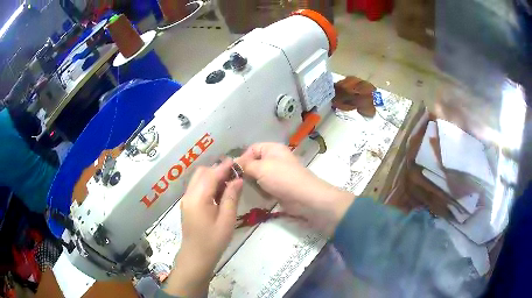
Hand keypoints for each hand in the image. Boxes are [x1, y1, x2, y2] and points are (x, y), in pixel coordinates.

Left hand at [163, 159, 242, 296]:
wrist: (196, 256)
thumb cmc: (214, 240)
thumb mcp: (227, 220)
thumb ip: (231, 197)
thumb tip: (237, 179)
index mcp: (198, 198)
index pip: (211, 175)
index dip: (223, 167)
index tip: (235, 161)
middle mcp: (189, 195)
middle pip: (201, 173)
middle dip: (217, 170)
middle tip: (233, 176)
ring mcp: (186, 200)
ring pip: (198, 179)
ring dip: (211, 177)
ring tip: (227, 184)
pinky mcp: (187, 205)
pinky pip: (196, 187)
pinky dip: (207, 185)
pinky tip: (218, 194)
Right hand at [237, 143, 353, 235]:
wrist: (304, 197)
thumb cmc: (282, 178)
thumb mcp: (261, 168)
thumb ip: (245, 165)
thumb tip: (233, 163)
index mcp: (273, 148)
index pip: (252, 149)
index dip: (242, 158)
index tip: (234, 170)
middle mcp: (275, 158)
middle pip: (255, 162)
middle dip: (246, 171)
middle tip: (238, 182)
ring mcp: (278, 173)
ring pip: (259, 175)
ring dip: (253, 182)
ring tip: (247, 189)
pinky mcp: (279, 186)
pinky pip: (265, 186)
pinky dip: (261, 190)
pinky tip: (258, 195)